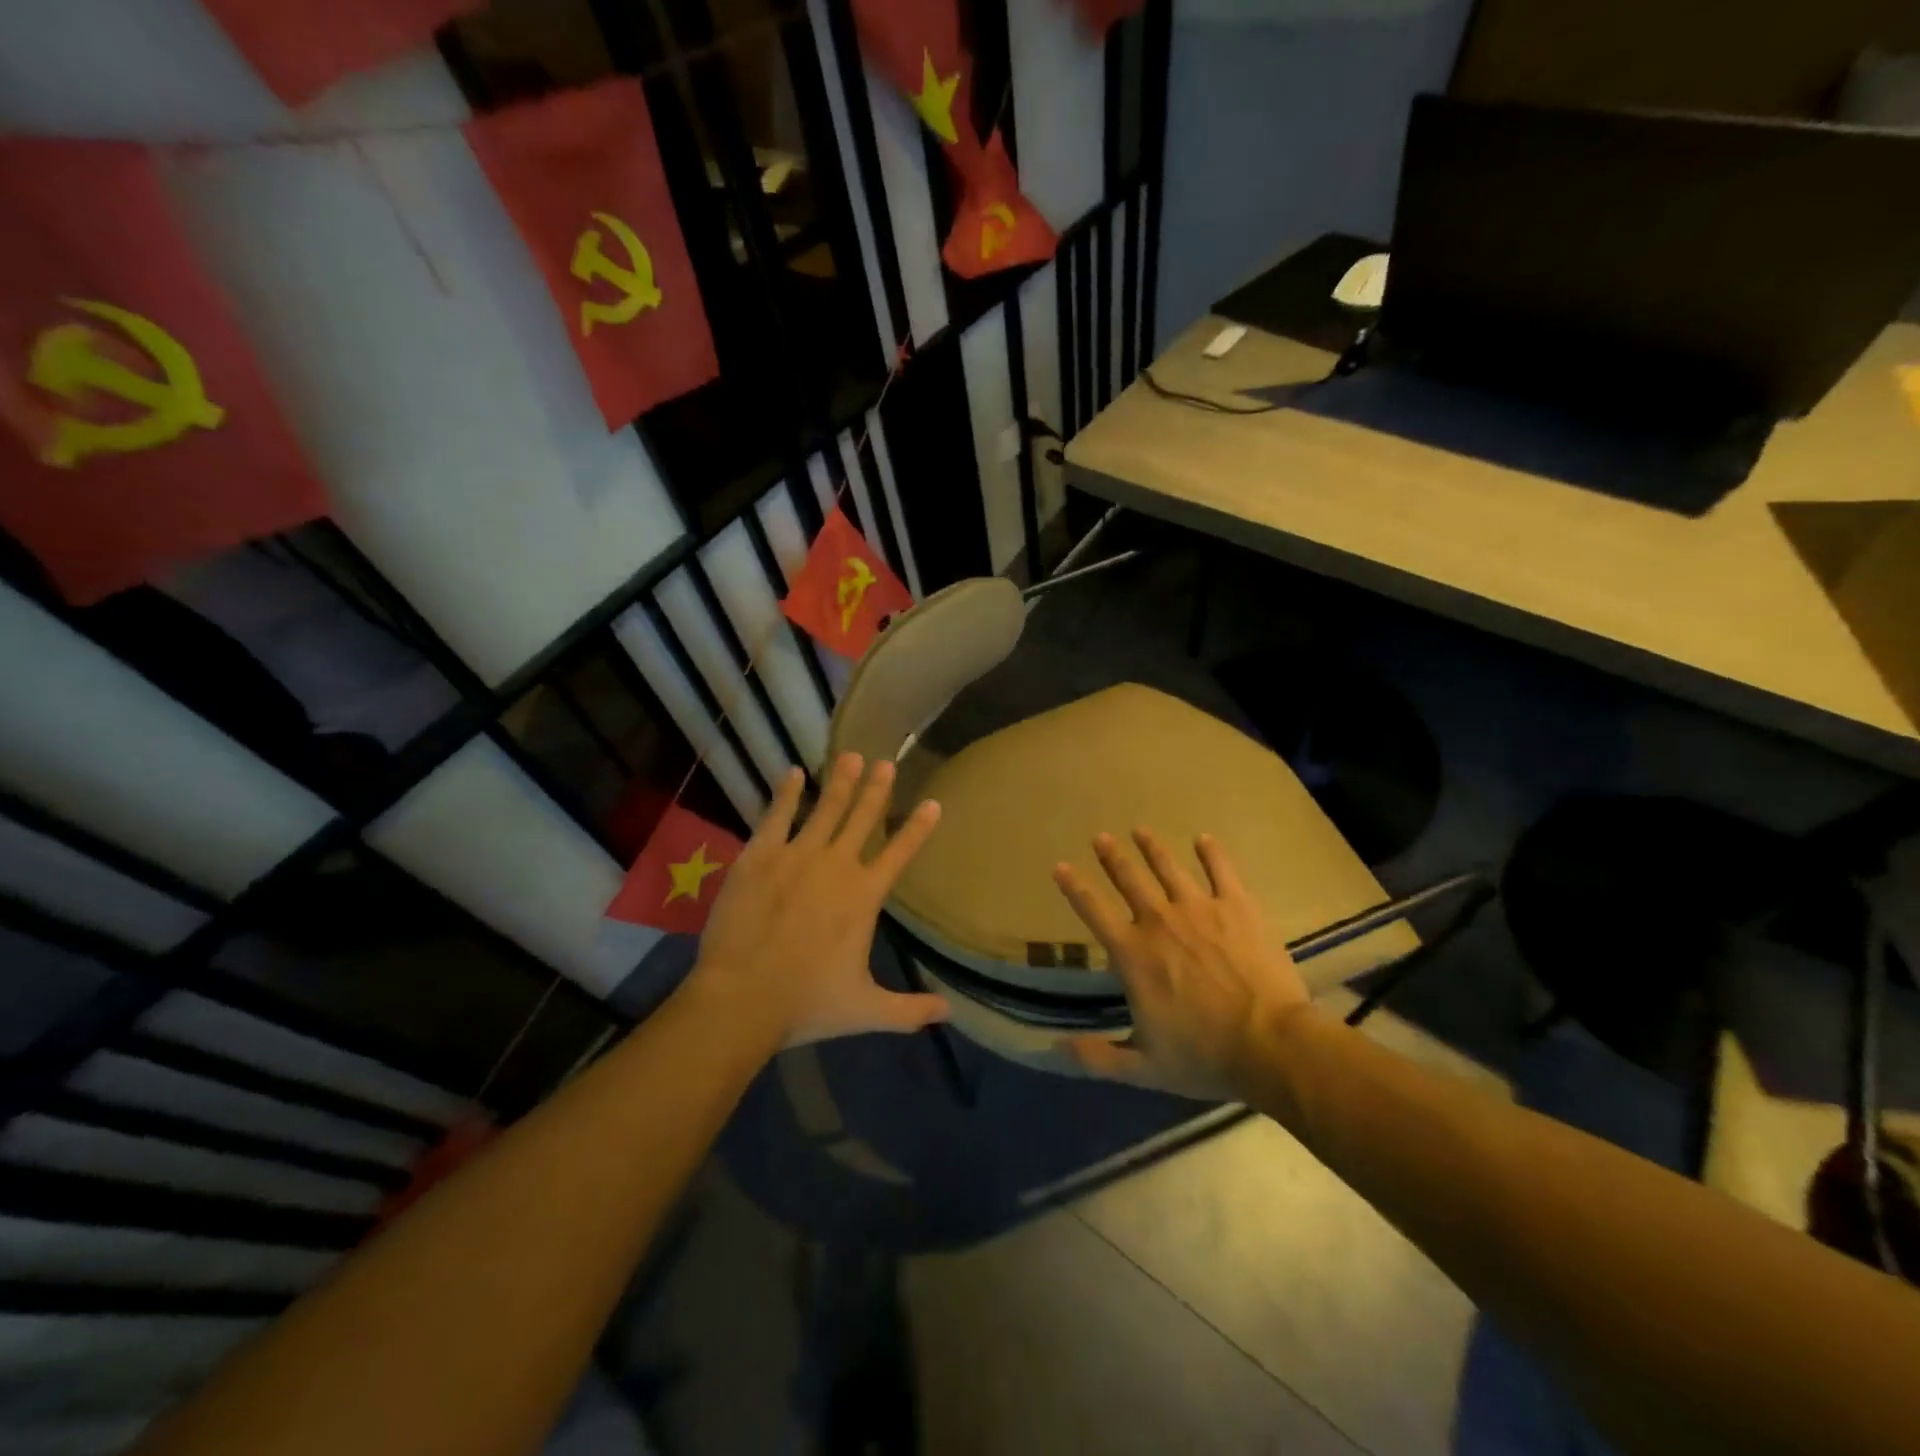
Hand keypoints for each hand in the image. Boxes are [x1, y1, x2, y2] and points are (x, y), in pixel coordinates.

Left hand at [690, 754, 948, 1047]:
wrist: (742, 998)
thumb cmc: (807, 1002)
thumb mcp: (867, 1010)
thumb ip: (910, 1010)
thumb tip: (948, 1013)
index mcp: (864, 896)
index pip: (900, 852)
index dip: (918, 827)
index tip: (933, 802)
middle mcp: (836, 866)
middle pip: (863, 818)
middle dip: (876, 789)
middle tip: (886, 762)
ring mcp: (796, 856)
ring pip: (825, 809)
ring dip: (839, 781)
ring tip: (850, 755)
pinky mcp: (759, 857)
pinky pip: (777, 816)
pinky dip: (786, 793)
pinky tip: (792, 773)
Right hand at [1052, 828, 1310, 1100]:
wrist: (1271, 1045)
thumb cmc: (1204, 1057)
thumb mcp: (1143, 1067)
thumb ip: (1097, 1056)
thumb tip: (1055, 1047)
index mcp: (1132, 954)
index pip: (1093, 911)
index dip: (1073, 887)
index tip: (1060, 866)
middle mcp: (1159, 921)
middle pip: (1129, 879)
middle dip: (1112, 857)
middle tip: (1101, 837)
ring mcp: (1199, 908)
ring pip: (1168, 868)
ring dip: (1152, 847)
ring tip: (1140, 830)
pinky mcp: (1237, 907)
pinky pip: (1221, 870)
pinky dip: (1211, 853)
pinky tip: (1204, 839)